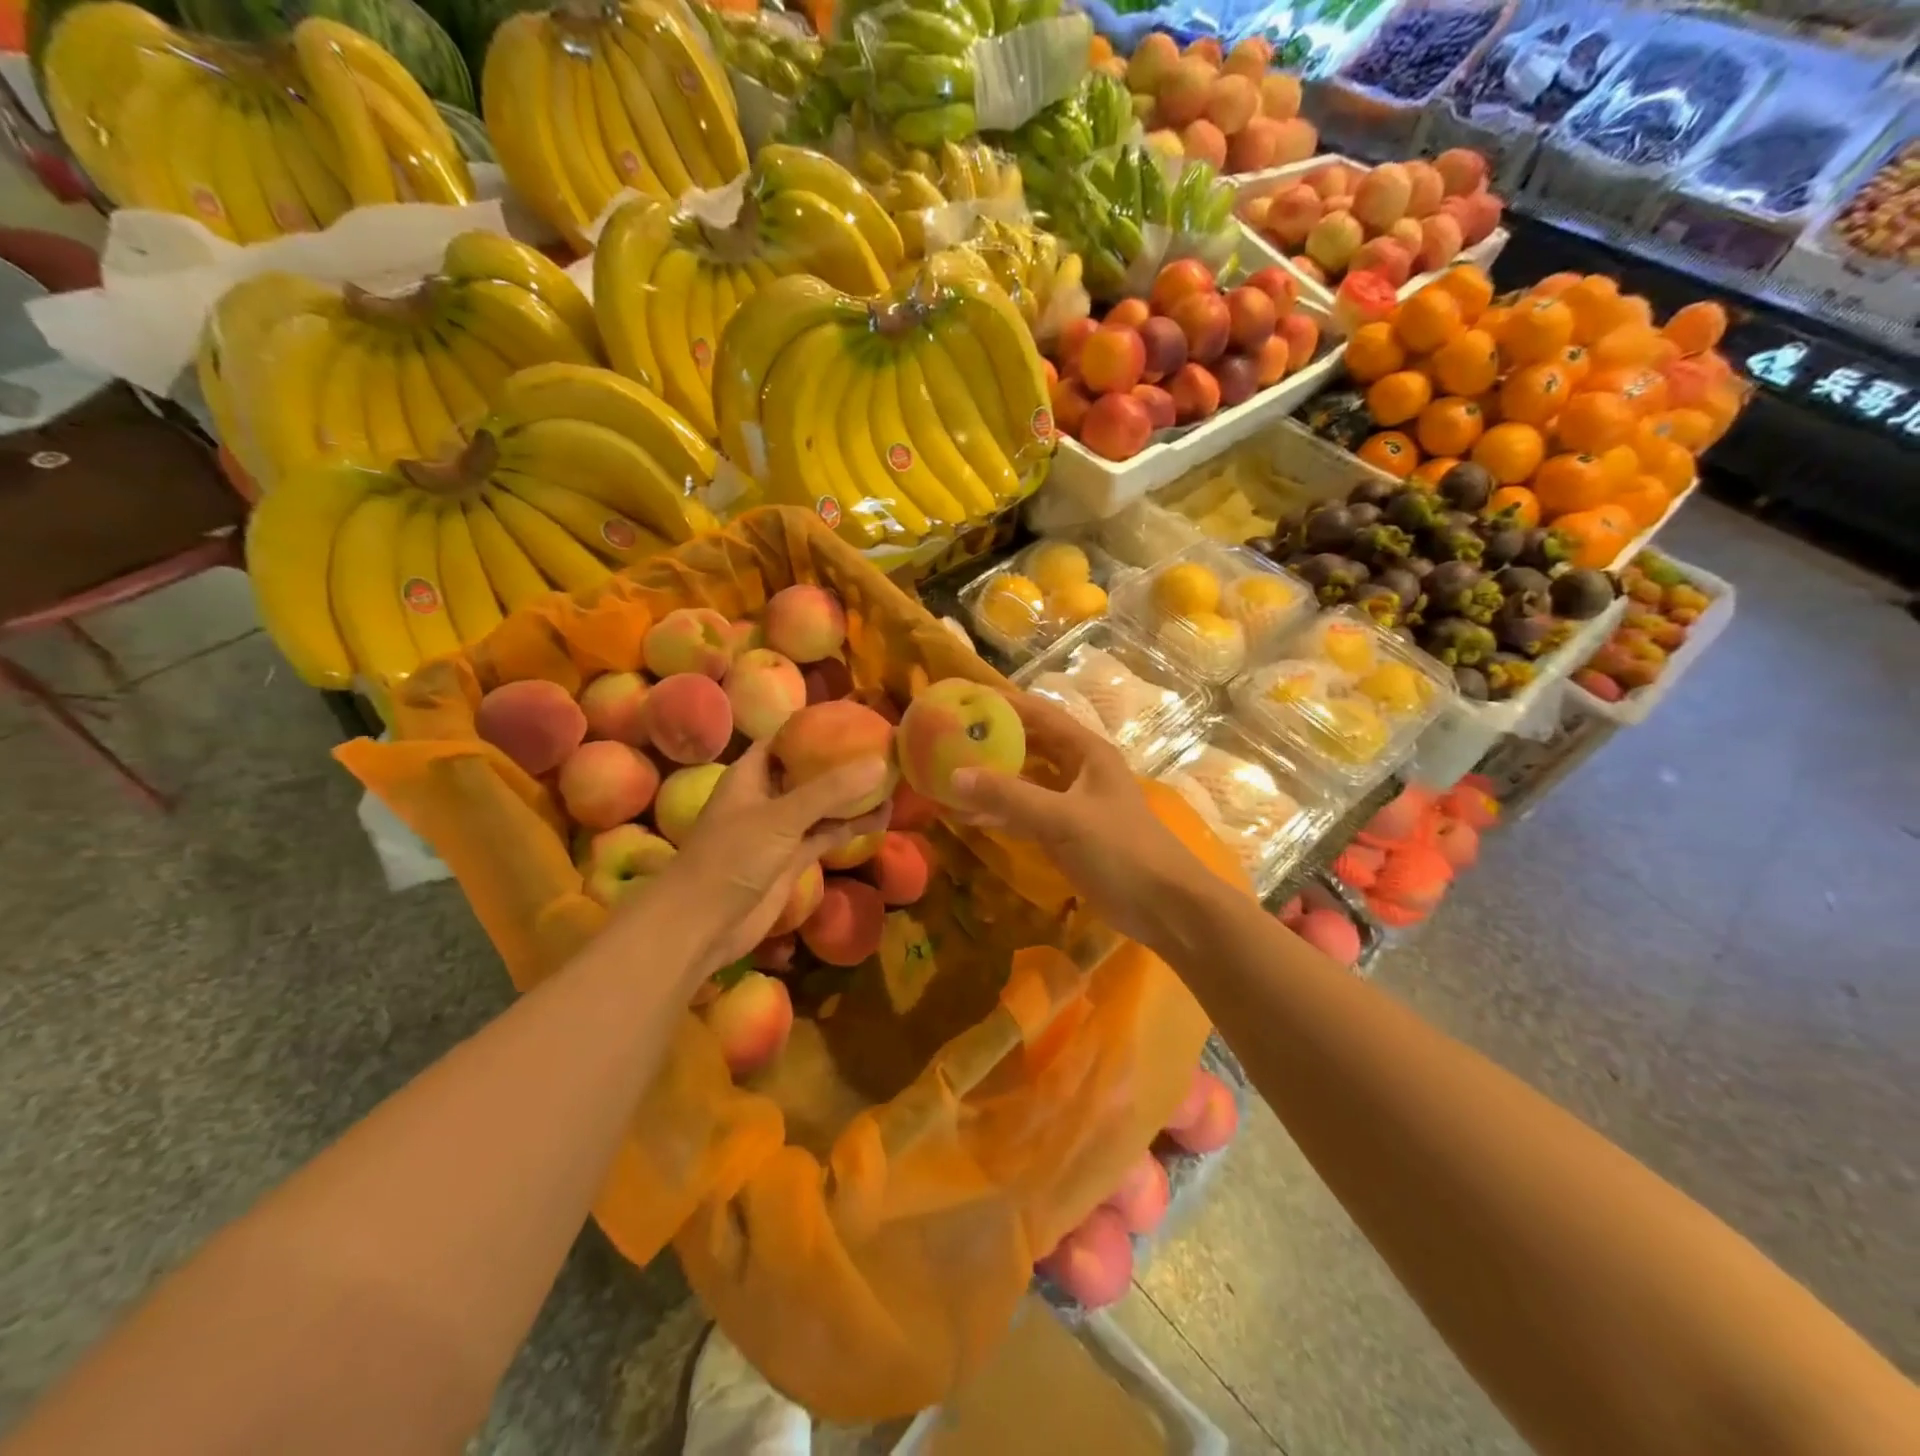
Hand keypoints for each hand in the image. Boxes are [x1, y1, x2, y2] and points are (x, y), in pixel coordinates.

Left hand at [621, 741, 890, 979]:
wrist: (703, 924)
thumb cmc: (732, 857)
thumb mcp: (782, 816)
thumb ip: (830, 790)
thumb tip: (879, 764)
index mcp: (750, 774)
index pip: (785, 740)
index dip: (815, 728)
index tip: (854, 719)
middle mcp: (766, 796)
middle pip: (808, 770)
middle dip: (841, 762)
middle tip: (882, 748)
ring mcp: (780, 829)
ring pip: (821, 805)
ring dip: (851, 796)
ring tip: (891, 780)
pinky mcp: (792, 858)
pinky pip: (826, 834)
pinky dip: (850, 827)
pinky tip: (881, 818)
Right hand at [947, 691, 1211, 949]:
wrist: (1164, 907)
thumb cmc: (1121, 850)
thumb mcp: (1063, 818)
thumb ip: (1010, 796)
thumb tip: (954, 775)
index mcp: (1087, 752)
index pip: (1039, 714)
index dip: (1003, 703)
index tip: (963, 699)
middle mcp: (1079, 770)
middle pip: (1029, 745)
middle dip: (992, 740)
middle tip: (948, 737)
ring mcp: (1073, 804)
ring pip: (1025, 781)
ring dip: (992, 778)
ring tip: (948, 772)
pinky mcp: (1067, 835)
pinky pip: (1026, 814)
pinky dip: (1000, 812)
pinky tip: (968, 815)